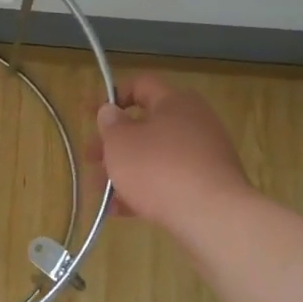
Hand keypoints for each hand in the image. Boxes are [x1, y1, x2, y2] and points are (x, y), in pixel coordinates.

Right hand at [85, 74, 251, 233]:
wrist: (212, 216)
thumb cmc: (158, 169)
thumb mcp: (120, 142)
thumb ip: (110, 124)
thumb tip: (111, 111)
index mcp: (175, 102)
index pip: (141, 85)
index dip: (112, 96)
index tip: (90, 115)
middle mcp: (194, 122)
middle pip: (146, 125)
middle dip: (113, 144)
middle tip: (91, 161)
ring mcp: (204, 155)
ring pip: (155, 157)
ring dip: (125, 170)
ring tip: (101, 193)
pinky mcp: (208, 185)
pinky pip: (169, 181)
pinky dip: (144, 190)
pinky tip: (121, 210)